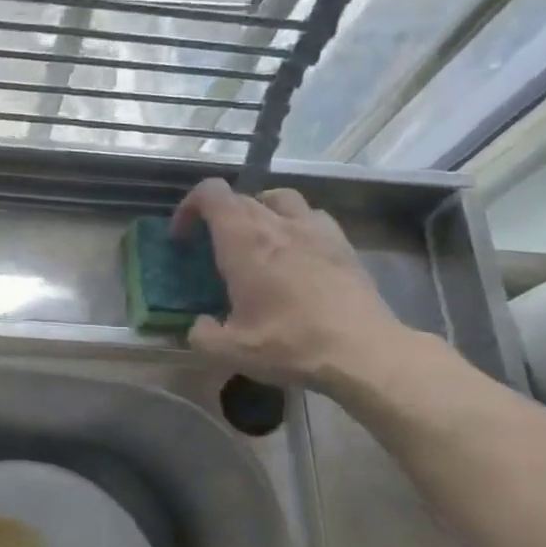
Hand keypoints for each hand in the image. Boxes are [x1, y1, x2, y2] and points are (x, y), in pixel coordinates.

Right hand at [171, 179, 406, 390]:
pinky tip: (296, 253)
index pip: (211, 194)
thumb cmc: (289, 344)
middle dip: (219, 216)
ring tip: (256, 240)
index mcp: (244, 241)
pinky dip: (296, 225)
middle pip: (241, 197)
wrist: (363, 352)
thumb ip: (202, 335)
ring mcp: (315, 229)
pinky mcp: (343, 244)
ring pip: (280, 198)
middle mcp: (277, 223)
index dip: (190, 207)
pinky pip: (313, 217)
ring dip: (260, 211)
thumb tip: (199, 325)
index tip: (183, 236)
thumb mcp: (230, 351)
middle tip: (213, 247)